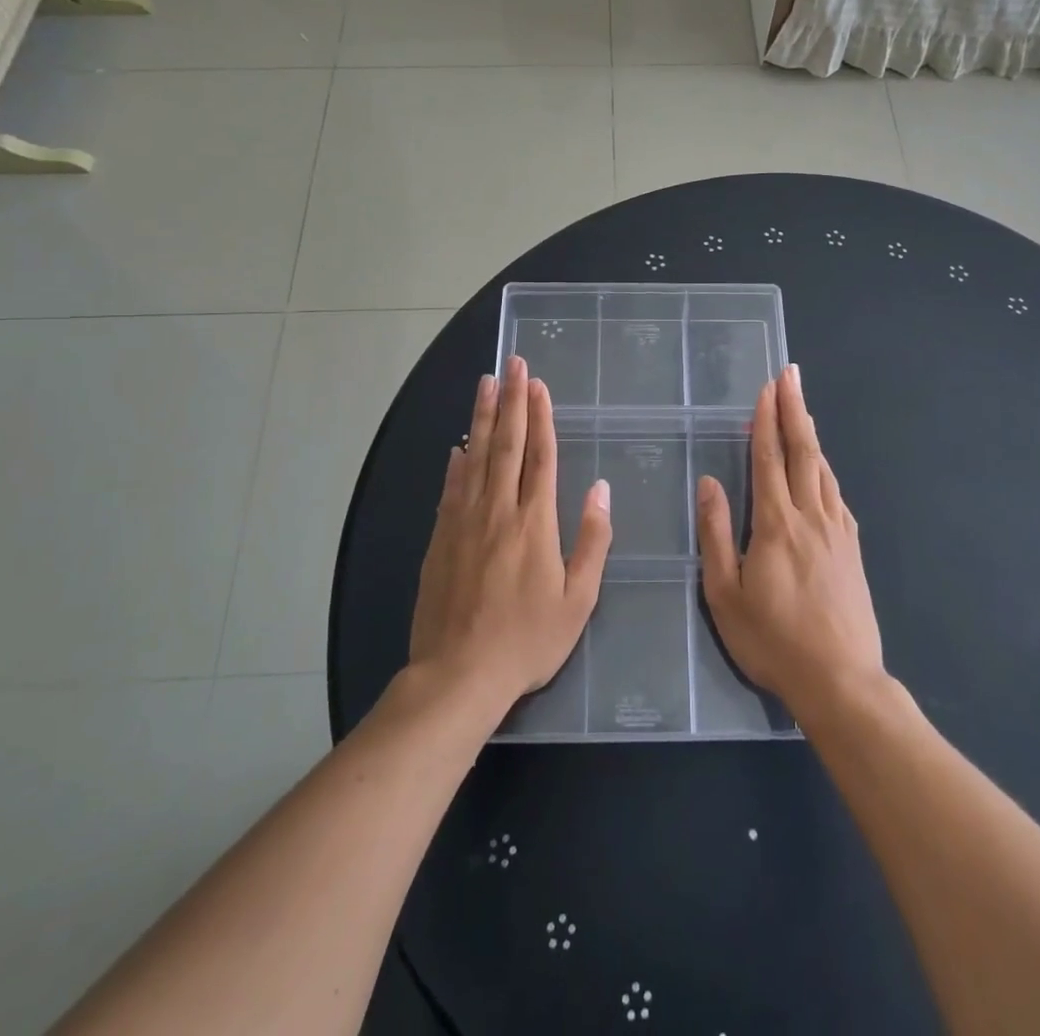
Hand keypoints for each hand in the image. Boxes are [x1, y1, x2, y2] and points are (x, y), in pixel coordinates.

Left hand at [408, 356, 612, 713]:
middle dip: (511, 400)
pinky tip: (458, 446)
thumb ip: (592, 540)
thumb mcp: (578, 599)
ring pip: (474, 456)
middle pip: (506, 444)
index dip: (541, 417)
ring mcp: (463, 521)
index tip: (539, 385)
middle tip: (512, 364)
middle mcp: (498, 510)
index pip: (540, 456)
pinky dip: (456, 462)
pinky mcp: (439, 538)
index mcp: (535, 522)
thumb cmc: (527, 640)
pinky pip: (450, 488)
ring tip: (485, 384)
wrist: (458, 674)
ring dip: (482, 417)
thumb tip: (600, 489)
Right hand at [696, 364, 884, 718]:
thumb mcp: (725, 594)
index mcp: (776, 523)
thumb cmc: (773, 640)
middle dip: (794, 409)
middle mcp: (811, 516)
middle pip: (802, 451)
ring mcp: (837, 531)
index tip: (767, 387)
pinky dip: (825, 470)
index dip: (766, 419)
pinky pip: (836, 495)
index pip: (768, 458)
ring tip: (802, 409)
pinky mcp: (852, 549)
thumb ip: (716, 534)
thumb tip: (710, 483)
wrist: (841, 680)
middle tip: (791, 375)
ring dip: (810, 434)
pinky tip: (822, 469)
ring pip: (823, 469)